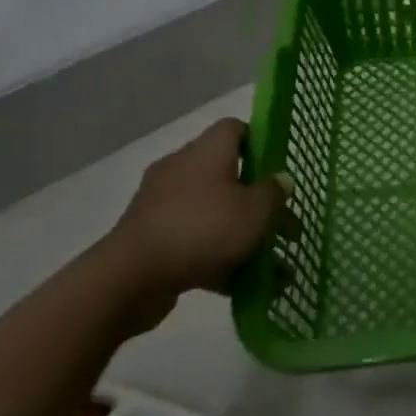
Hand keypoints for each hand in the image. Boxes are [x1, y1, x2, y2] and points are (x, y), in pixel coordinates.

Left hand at [107, 119, 288, 302]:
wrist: (129, 279)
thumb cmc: (203, 229)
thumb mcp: (256, 210)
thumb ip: (274, 193)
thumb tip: (280, 180)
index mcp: (207, 151)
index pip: (234, 129)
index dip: (260, 143)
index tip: (278, 169)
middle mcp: (182, 170)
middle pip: (228, 175)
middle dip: (259, 203)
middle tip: (285, 227)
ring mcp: (162, 205)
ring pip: (213, 213)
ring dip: (242, 235)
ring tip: (272, 266)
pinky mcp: (151, 239)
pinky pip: (195, 241)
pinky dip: (218, 259)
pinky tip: (243, 286)